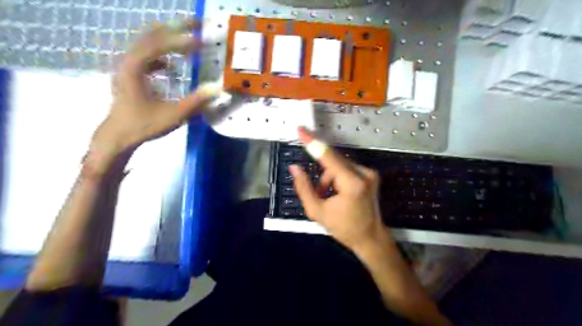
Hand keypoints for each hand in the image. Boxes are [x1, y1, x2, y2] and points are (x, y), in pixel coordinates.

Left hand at [92, 19, 212, 169]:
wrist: (119, 135)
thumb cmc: (144, 124)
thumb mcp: (174, 114)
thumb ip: (197, 101)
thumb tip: (218, 88)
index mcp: (135, 67)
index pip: (159, 44)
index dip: (181, 40)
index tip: (201, 39)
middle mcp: (129, 61)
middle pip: (152, 36)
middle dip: (175, 29)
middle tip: (197, 24)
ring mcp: (128, 67)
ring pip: (149, 44)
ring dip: (170, 41)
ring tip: (189, 42)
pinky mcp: (131, 75)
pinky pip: (147, 57)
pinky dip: (162, 56)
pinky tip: (173, 68)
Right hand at [291, 127, 390, 251]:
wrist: (370, 238)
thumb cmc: (344, 228)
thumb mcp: (317, 211)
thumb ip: (303, 188)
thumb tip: (295, 168)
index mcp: (352, 183)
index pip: (328, 156)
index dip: (312, 142)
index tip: (301, 130)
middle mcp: (364, 173)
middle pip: (333, 160)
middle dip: (322, 174)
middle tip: (319, 193)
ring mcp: (369, 173)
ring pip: (339, 164)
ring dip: (329, 177)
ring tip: (328, 197)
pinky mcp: (370, 174)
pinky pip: (346, 168)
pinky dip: (337, 177)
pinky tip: (337, 193)